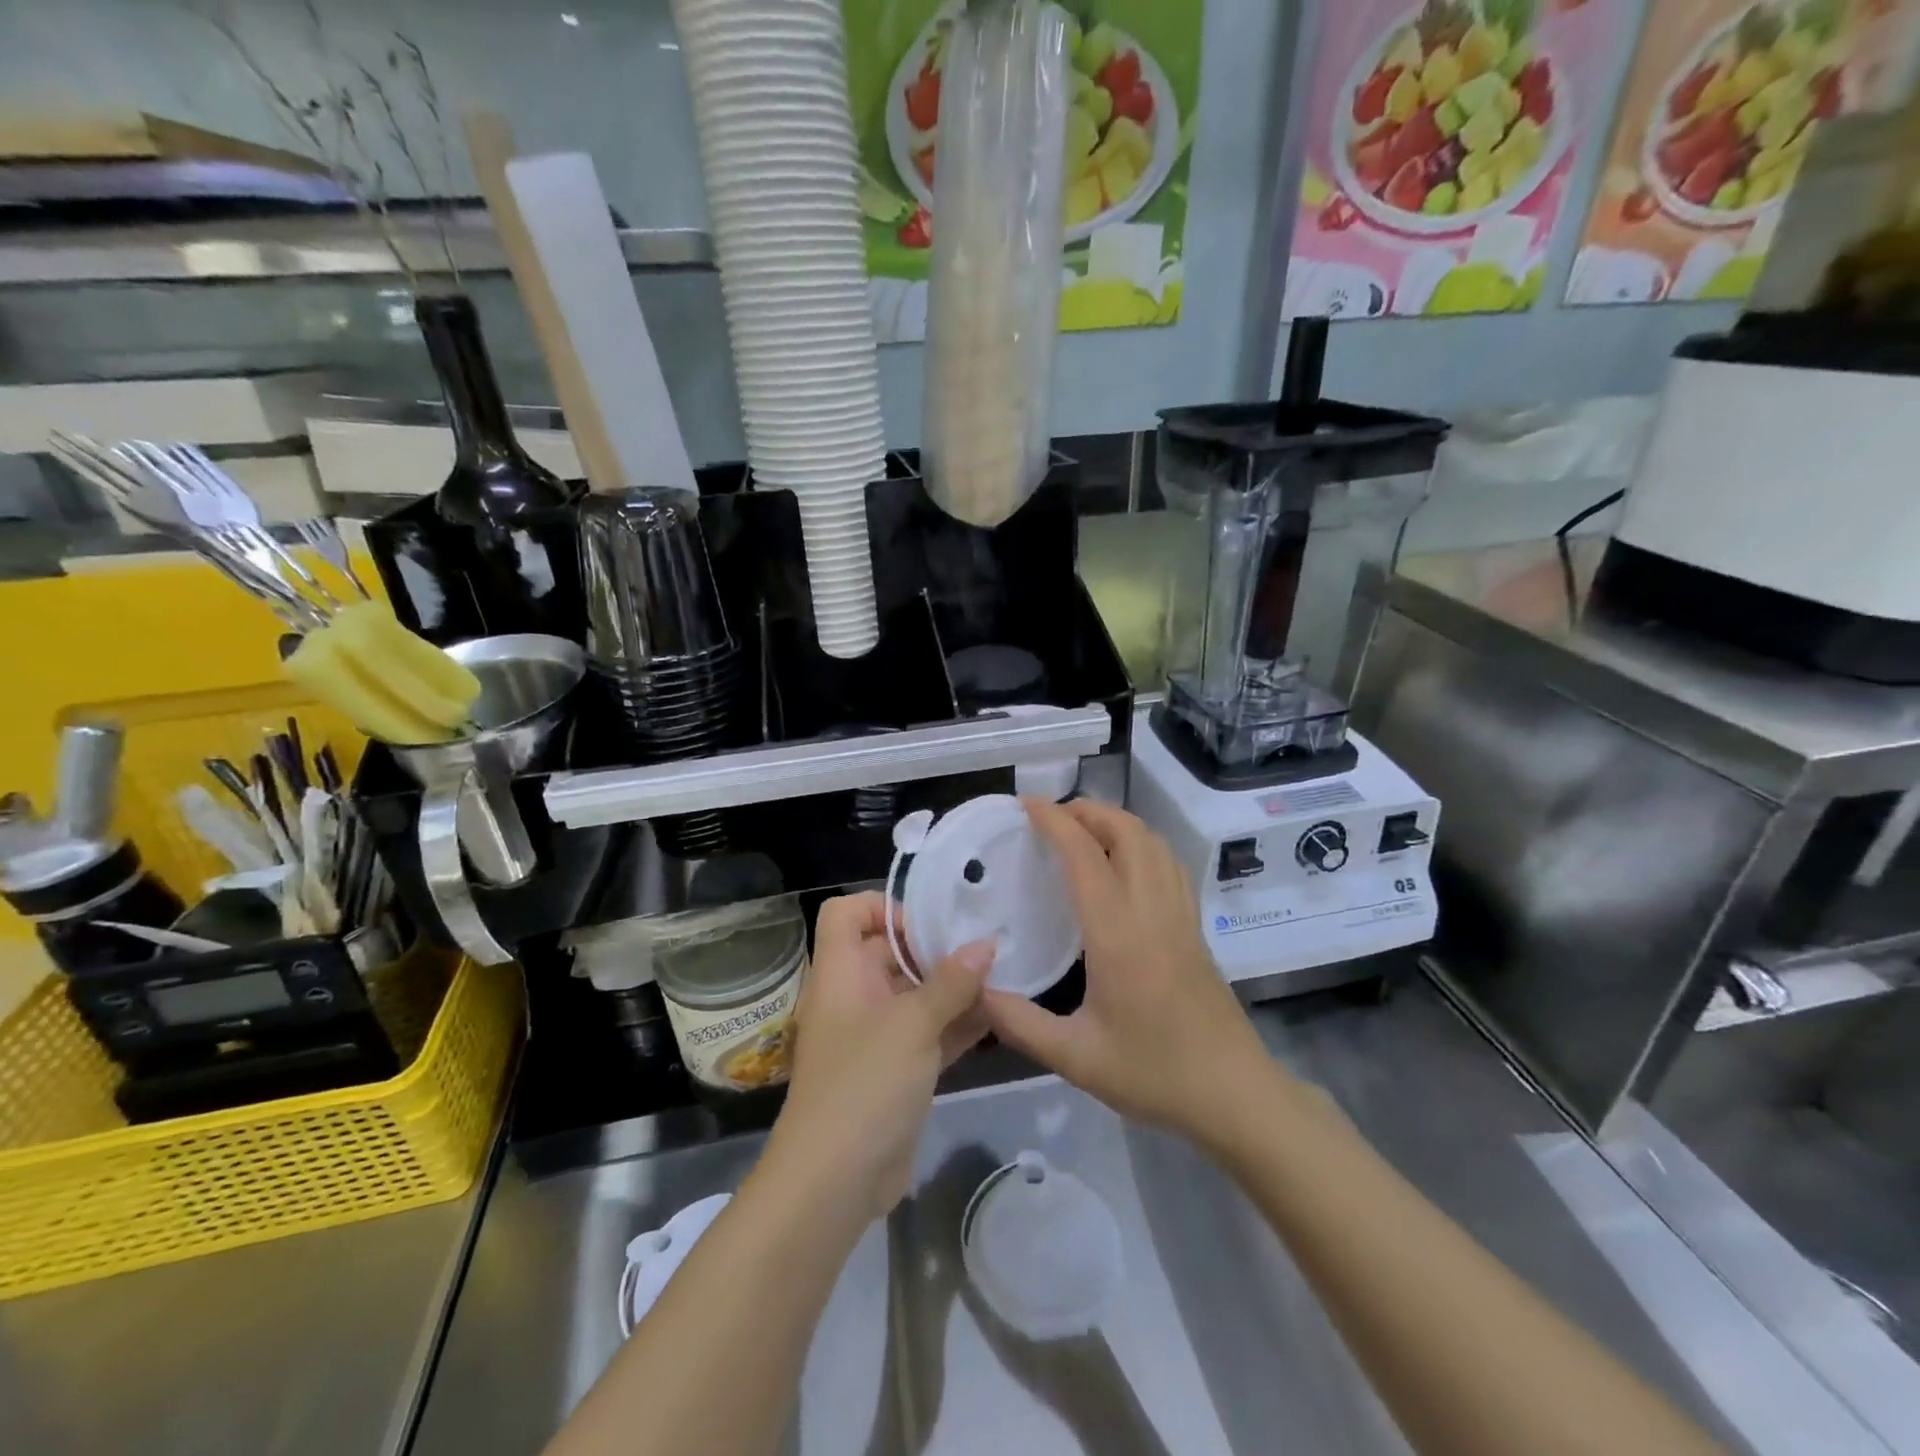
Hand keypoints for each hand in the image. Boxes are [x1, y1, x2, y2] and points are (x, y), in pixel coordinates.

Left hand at [768, 892, 992, 1220]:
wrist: (834, 1182)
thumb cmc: (865, 1083)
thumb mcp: (913, 1025)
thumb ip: (952, 983)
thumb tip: (985, 944)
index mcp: (840, 973)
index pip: (846, 913)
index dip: (883, 908)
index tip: (926, 928)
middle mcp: (853, 997)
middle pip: (887, 952)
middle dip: (934, 949)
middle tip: (982, 950)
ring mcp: (873, 1036)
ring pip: (913, 995)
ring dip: (952, 988)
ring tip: (1000, 980)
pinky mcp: (894, 1071)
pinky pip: (926, 1033)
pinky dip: (955, 1024)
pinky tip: (996, 1018)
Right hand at [983, 799, 1272, 1141]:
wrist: (1234, 1094)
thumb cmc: (1153, 1073)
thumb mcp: (1075, 1057)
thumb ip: (1019, 1023)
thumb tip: (975, 989)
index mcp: (1117, 932)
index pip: (1084, 854)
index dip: (1054, 820)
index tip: (1026, 804)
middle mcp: (1151, 910)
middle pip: (1127, 831)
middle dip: (1089, 810)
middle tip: (1052, 816)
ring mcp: (1179, 914)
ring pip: (1154, 842)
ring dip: (1118, 822)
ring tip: (1084, 830)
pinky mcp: (1195, 926)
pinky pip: (1169, 864)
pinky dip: (1143, 844)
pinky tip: (1125, 863)